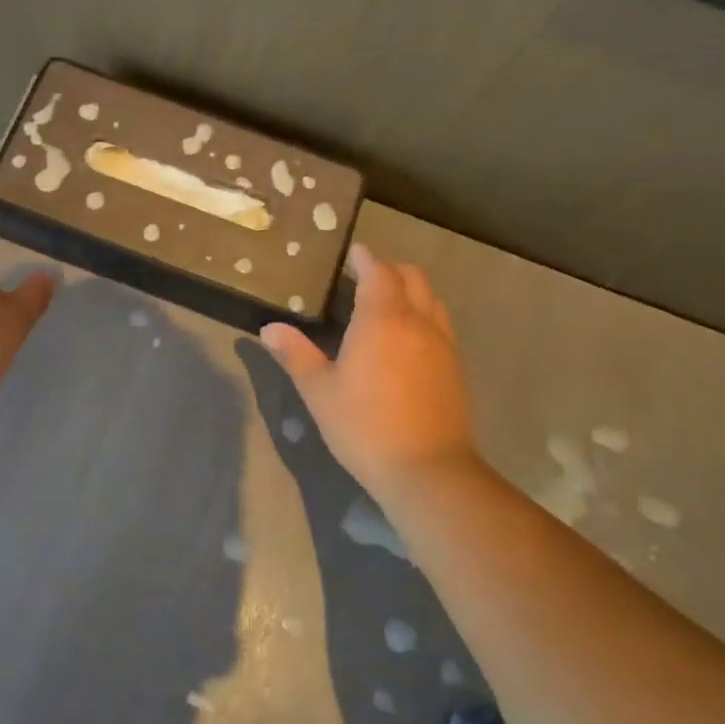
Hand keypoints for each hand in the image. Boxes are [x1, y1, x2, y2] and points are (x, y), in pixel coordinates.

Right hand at [260, 243, 477, 499]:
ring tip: (387, 304)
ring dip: (411, 290)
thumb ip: (295, 355)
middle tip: (366, 276)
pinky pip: (441, 324)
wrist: (428, 470)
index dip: (365, 258)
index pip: (378, 272)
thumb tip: (269, 328)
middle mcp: (417, 322)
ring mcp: (442, 344)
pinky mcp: (455, 368)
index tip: (354, 253)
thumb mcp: (319, 391)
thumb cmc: (364, 426)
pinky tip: (407, 340)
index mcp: (382, 319)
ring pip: (432, 299)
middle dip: (390, 269)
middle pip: (412, 277)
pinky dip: (424, 315)